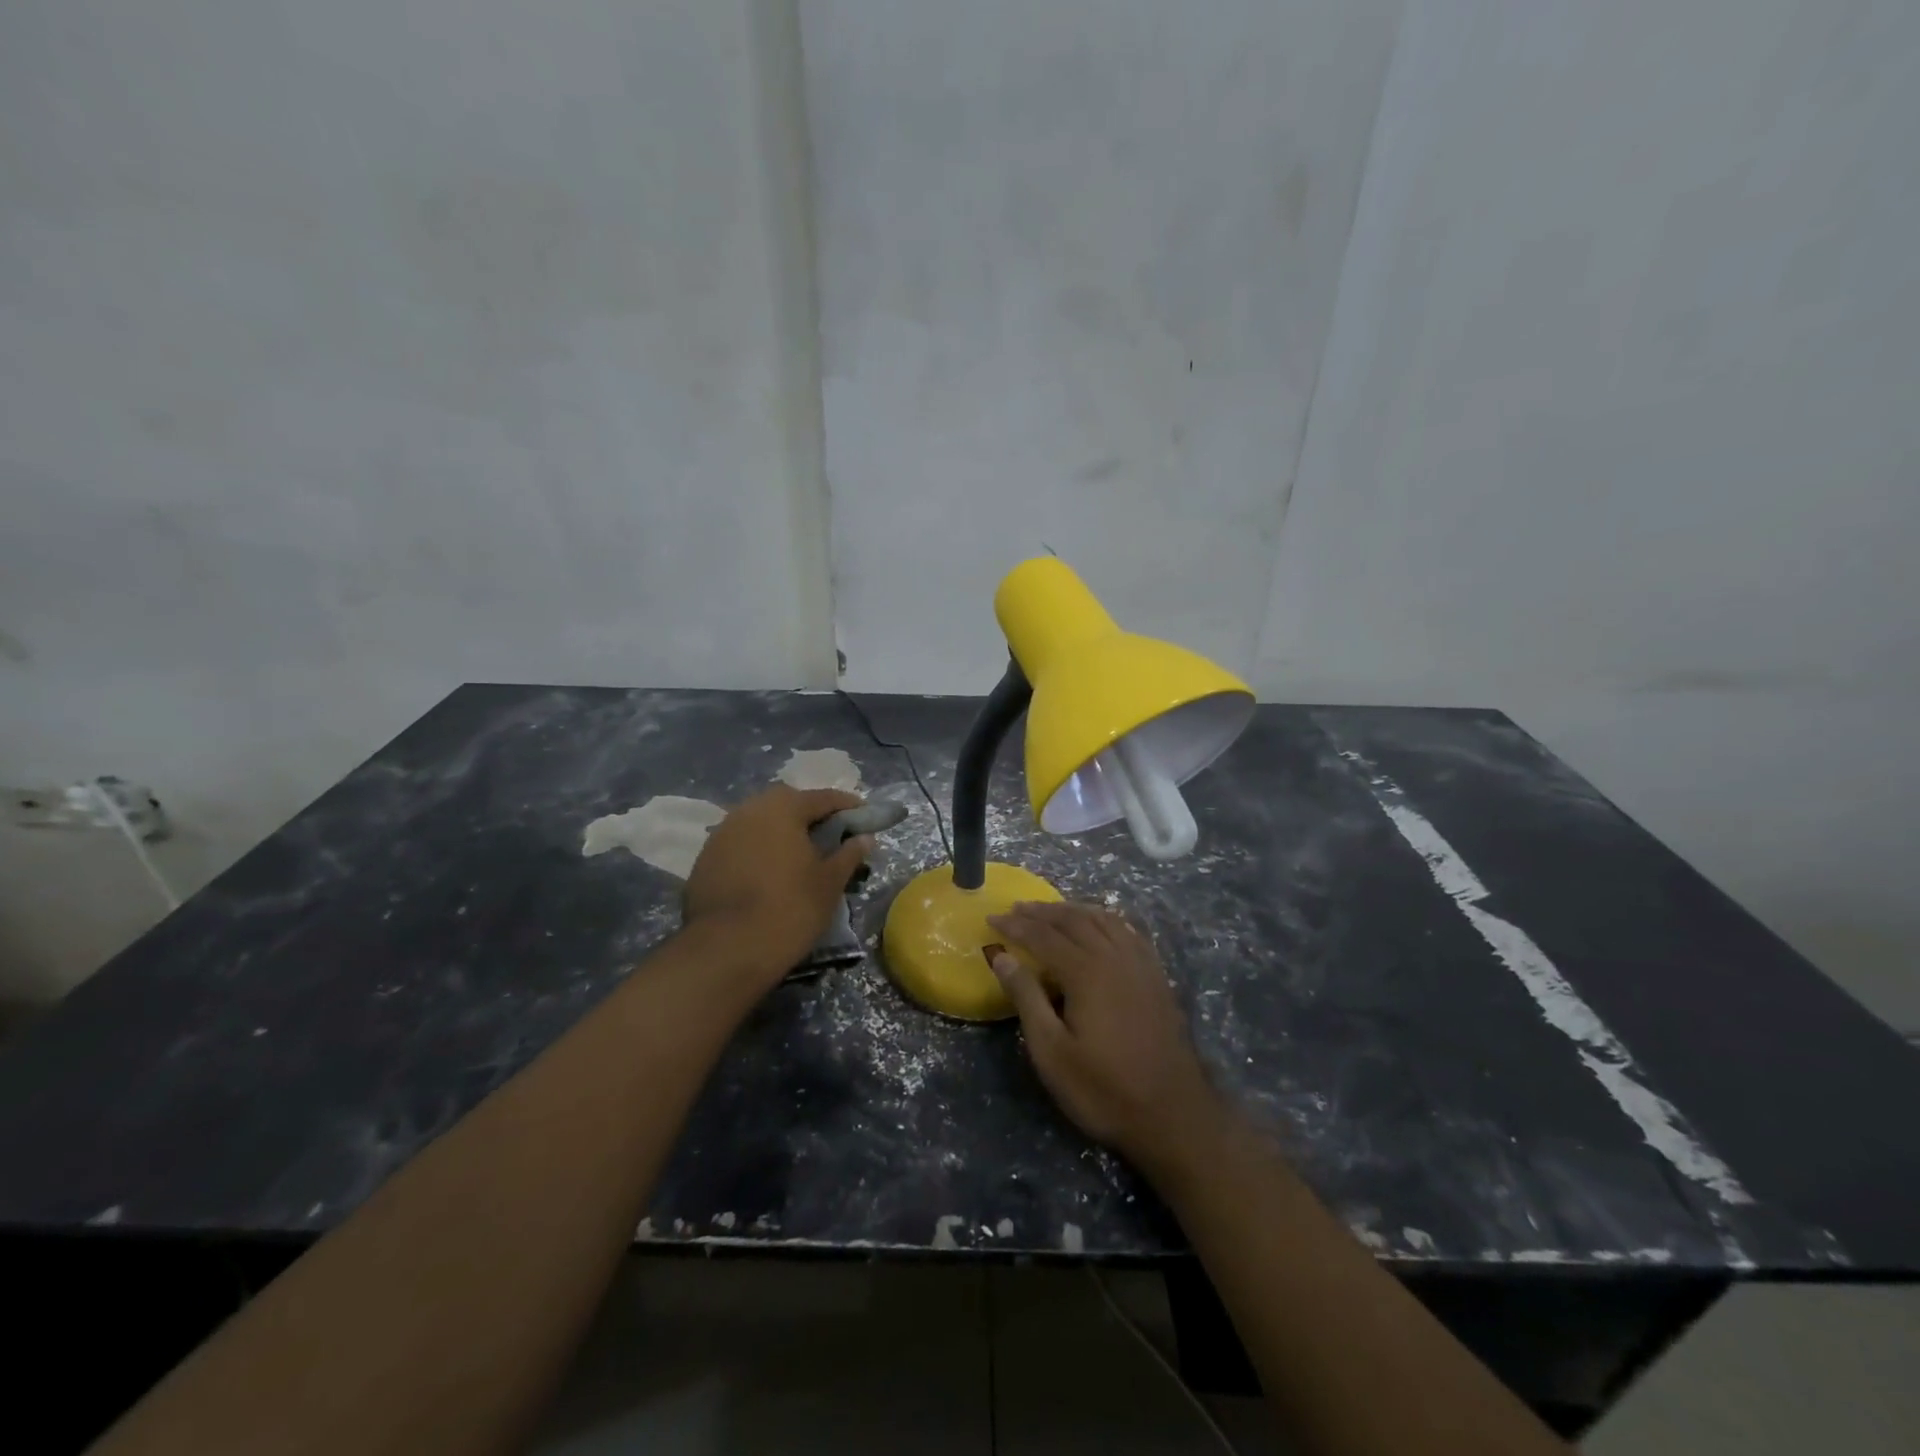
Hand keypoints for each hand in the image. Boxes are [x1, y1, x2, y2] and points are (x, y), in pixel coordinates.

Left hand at [683, 785, 872, 988]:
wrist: (727, 949)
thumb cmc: (790, 908)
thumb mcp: (830, 882)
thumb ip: (848, 854)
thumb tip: (864, 838)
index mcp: (783, 808)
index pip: (822, 797)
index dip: (847, 805)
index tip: (864, 815)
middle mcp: (748, 810)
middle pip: (786, 804)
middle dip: (809, 815)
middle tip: (830, 835)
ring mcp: (721, 834)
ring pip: (759, 823)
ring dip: (780, 833)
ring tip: (799, 855)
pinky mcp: (704, 859)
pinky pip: (741, 844)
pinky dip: (758, 851)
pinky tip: (769, 873)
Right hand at [986, 901, 1224, 1175]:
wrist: (1173, 1114)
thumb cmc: (1103, 1088)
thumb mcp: (1052, 1051)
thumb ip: (1026, 997)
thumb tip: (1002, 957)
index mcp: (1086, 971)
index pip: (1042, 935)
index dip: (1015, 924)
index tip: (991, 918)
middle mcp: (1114, 956)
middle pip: (1073, 919)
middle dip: (1042, 911)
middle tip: (1016, 908)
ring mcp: (1140, 964)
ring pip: (1103, 919)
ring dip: (1073, 909)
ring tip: (1051, 910)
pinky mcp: (1157, 976)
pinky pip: (1128, 931)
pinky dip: (1106, 919)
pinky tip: (1100, 924)